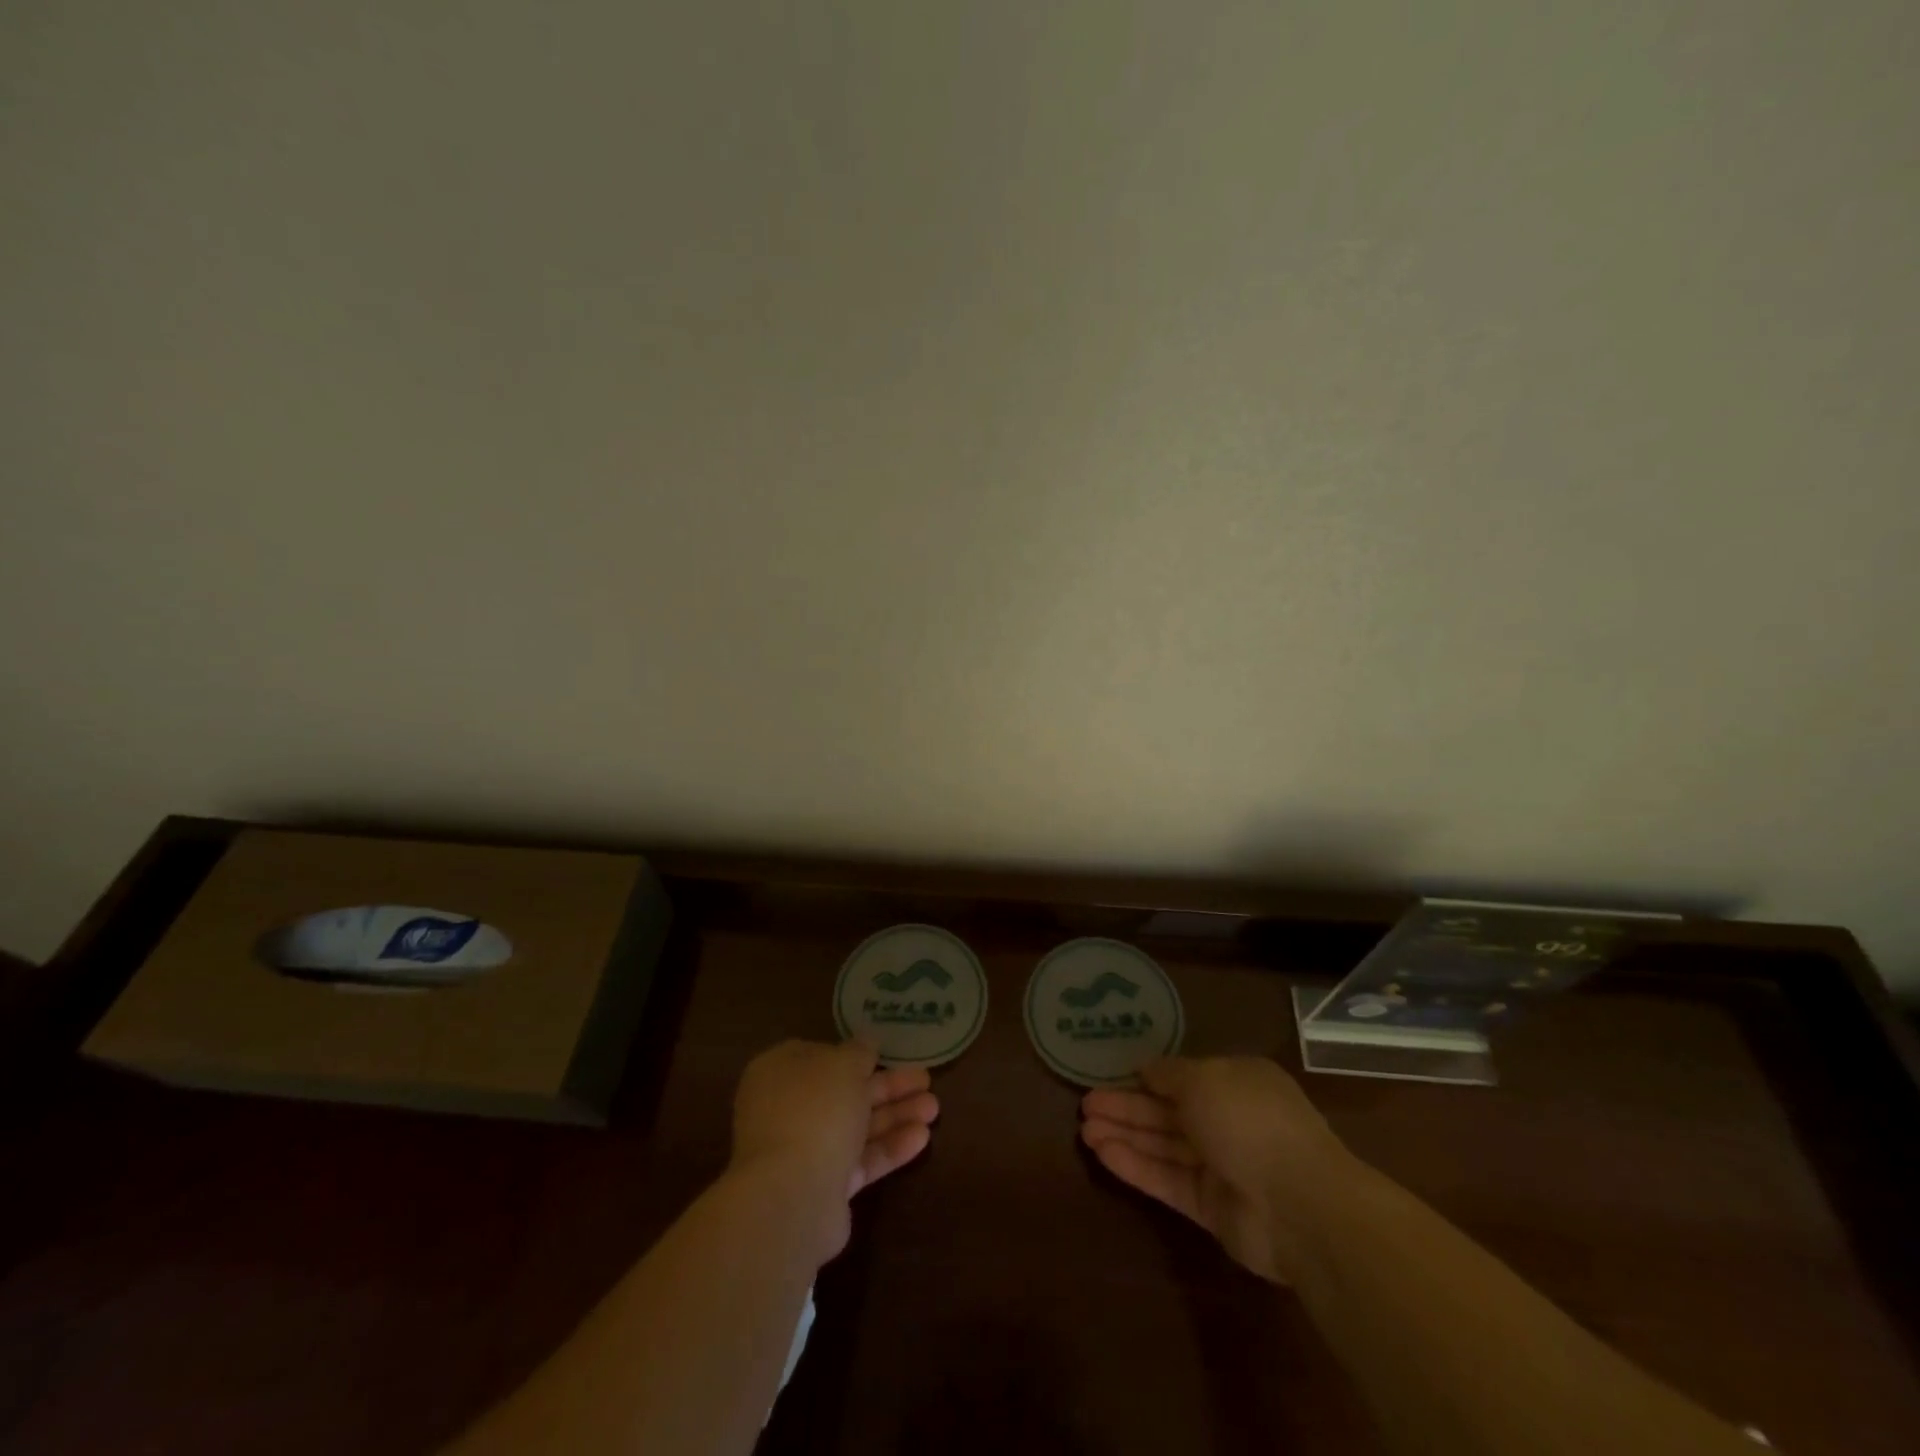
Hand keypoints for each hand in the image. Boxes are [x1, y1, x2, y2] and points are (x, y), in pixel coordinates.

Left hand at [729, 1040, 938, 1262]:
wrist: (792, 1195)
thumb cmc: (815, 1110)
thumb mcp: (843, 1065)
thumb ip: (859, 1052)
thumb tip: (866, 1043)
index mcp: (780, 1072)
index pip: (820, 1056)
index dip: (854, 1054)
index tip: (887, 1053)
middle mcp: (788, 1109)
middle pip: (845, 1092)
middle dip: (888, 1087)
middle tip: (926, 1080)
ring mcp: (803, 1151)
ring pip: (856, 1127)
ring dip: (895, 1115)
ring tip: (934, 1109)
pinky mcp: (823, 1187)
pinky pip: (860, 1161)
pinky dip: (889, 1148)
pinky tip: (922, 1138)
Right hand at [1081, 1055, 1350, 1282]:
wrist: (1300, 1206)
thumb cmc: (1250, 1121)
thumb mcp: (1204, 1078)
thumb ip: (1170, 1074)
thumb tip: (1146, 1070)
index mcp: (1235, 1082)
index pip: (1182, 1077)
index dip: (1145, 1077)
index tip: (1110, 1074)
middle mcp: (1228, 1119)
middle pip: (1167, 1111)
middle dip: (1126, 1107)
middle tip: (1085, 1105)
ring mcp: (1220, 1165)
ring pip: (1163, 1146)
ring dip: (1124, 1136)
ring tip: (1084, 1130)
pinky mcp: (1211, 1206)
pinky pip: (1167, 1180)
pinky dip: (1136, 1166)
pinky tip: (1102, 1154)